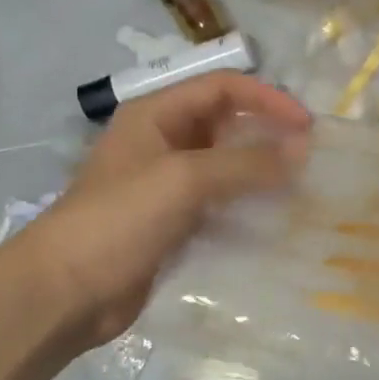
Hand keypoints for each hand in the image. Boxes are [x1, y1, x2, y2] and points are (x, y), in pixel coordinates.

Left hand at [29, 72, 311, 346]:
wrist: (66, 291)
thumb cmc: (120, 219)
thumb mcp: (185, 179)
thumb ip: (246, 162)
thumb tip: (303, 150)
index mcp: (156, 115)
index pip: (223, 88)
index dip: (268, 99)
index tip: (308, 125)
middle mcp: (164, 141)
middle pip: (227, 123)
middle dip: (269, 132)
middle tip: (311, 154)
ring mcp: (168, 184)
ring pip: (227, 165)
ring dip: (262, 170)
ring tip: (302, 184)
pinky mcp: (175, 222)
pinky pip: (221, 203)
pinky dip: (249, 204)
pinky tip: (276, 217)